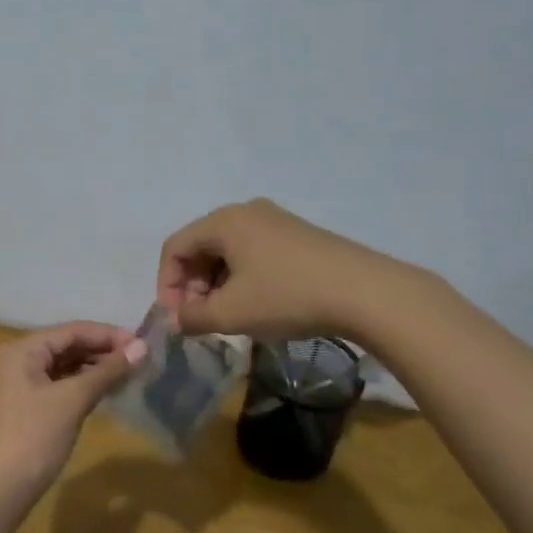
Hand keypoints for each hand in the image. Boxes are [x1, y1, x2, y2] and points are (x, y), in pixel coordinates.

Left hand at [0, 322, 146, 511]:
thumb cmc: (33, 438)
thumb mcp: (72, 400)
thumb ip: (107, 372)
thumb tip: (142, 348)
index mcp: (22, 349)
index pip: (72, 331)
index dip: (108, 335)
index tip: (143, 344)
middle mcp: (17, 360)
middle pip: (67, 346)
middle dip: (103, 351)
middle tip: (140, 360)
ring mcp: (19, 384)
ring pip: (64, 366)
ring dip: (95, 368)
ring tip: (129, 374)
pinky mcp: (26, 407)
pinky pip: (59, 385)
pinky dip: (82, 385)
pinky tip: (106, 391)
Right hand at [157, 199, 390, 339]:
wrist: (365, 292)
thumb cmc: (287, 296)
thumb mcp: (232, 313)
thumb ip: (194, 317)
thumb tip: (177, 320)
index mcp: (224, 221)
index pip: (175, 248)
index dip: (167, 285)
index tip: (177, 319)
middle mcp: (246, 212)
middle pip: (201, 247)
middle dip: (193, 286)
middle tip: (200, 320)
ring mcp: (276, 221)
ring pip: (228, 252)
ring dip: (217, 286)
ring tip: (228, 318)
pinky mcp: (298, 236)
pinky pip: (253, 253)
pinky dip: (242, 279)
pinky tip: (257, 306)